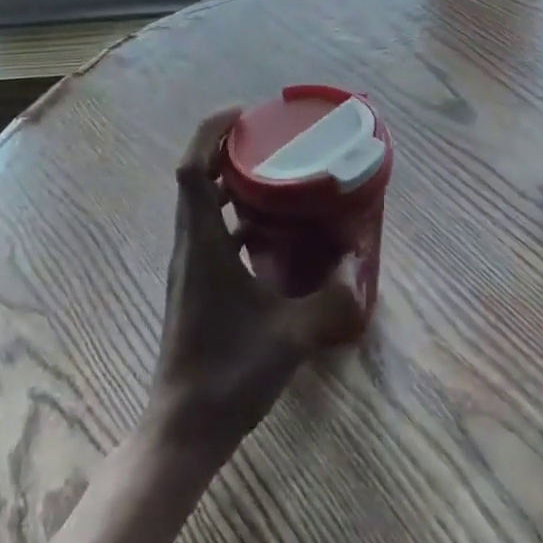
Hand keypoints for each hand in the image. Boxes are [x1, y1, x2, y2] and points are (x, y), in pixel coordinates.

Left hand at [147, 109, 360, 461]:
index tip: (241, 114)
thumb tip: (359, 266)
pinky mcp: (194, 286)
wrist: (183, 429)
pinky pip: (211, 233)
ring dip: (229, 183)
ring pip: (202, 207)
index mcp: (204, 245)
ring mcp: (188, 267)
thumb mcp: (291, 336)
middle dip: (225, 151)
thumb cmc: (229, 374)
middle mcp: (189, 247)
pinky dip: (234, 217)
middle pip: (195, 180)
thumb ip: (331, 299)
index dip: (210, 134)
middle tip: (267, 139)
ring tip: (273, 174)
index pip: (192, 171)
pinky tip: (269, 232)